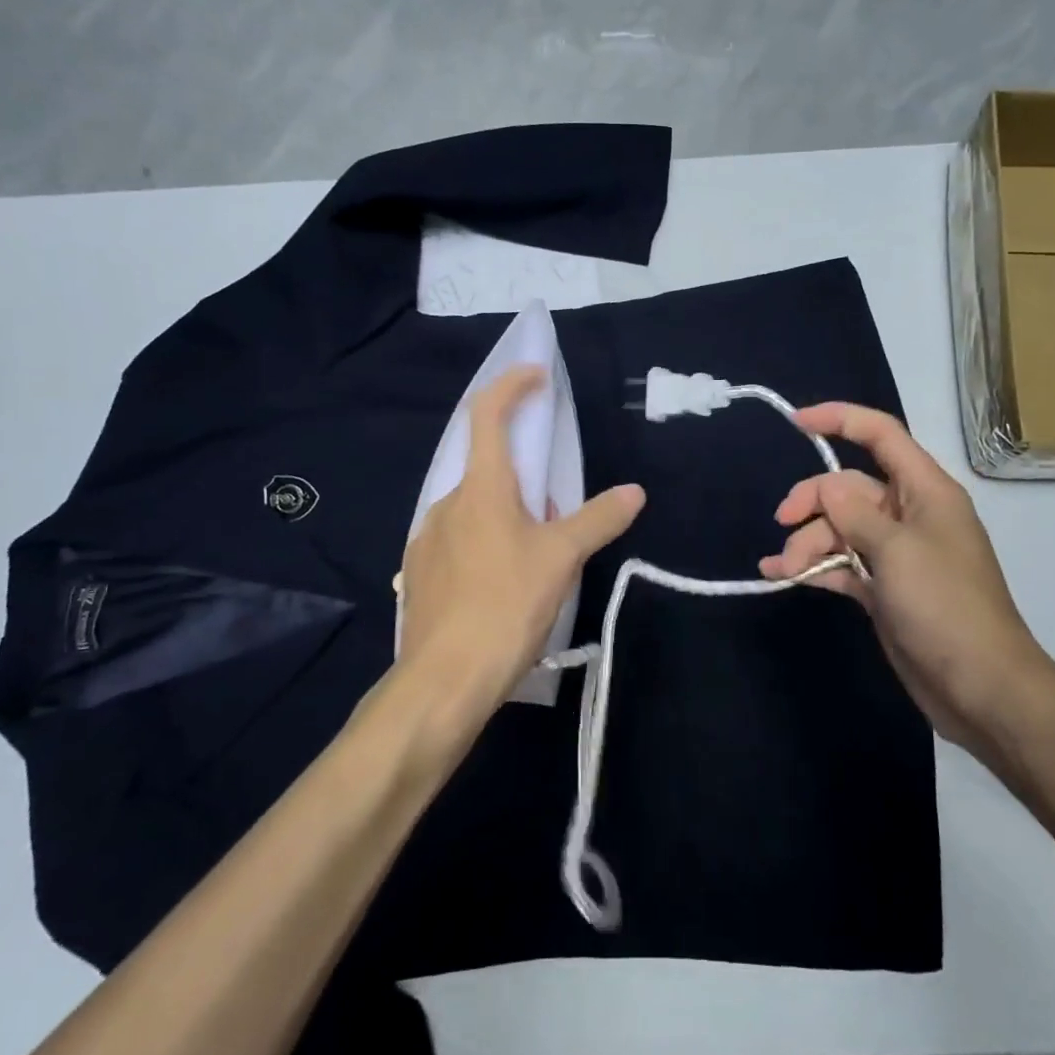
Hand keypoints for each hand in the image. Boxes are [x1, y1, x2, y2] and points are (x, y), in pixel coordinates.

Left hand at [397, 366, 644, 727]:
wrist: (445, 678)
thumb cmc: (506, 604)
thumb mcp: (562, 558)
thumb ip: (598, 519)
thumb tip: (634, 491)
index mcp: (481, 488)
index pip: (487, 414)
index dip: (511, 385)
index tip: (537, 376)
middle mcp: (446, 503)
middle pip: (485, 467)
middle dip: (523, 474)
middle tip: (555, 509)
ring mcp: (427, 538)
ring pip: (473, 507)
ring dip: (506, 513)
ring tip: (535, 554)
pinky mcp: (420, 571)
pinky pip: (457, 538)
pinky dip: (485, 541)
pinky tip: (503, 582)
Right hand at [759, 402, 1054, 760]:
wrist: (981, 686)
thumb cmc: (945, 606)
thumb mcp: (897, 550)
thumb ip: (855, 514)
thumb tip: (827, 488)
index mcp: (925, 491)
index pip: (882, 436)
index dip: (841, 419)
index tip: (796, 423)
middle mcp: (909, 515)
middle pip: (849, 487)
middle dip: (813, 501)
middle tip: (783, 522)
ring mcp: (895, 554)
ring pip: (839, 529)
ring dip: (808, 542)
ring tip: (785, 568)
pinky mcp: (883, 588)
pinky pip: (841, 564)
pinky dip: (814, 567)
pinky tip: (782, 575)